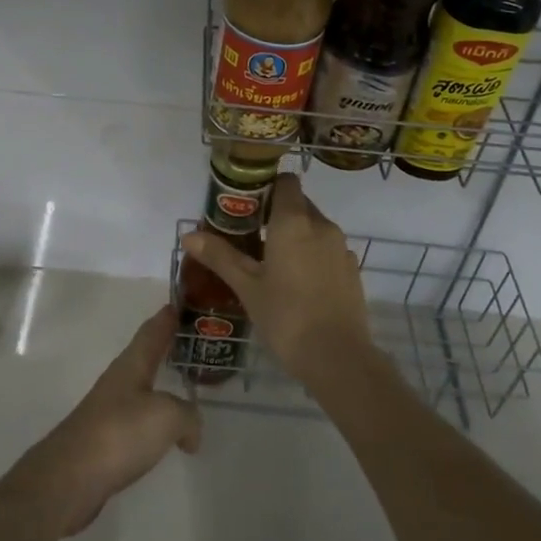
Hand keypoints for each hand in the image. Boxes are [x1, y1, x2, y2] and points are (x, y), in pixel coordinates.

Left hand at [9, 307, 202, 535]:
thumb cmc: (120, 433)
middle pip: (145, 356)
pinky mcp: (105, 440)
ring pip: (141, 388)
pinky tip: (165, 433)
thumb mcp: (167, 417)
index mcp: (132, 364)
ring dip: (160, 384)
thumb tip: (191, 432)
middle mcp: (119, 380)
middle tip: (190, 342)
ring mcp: (109, 410)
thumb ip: (188, 416)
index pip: (153, 330)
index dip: (167, 317)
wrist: (71, 478)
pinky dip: (154, 420)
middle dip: (165, 348)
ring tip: (183, 386)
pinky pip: (137, 420)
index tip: (180, 303)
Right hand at [180, 173, 371, 383]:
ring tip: (270, 262)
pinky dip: (311, 255)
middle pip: (298, 204)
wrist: (339, 359)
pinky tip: (296, 283)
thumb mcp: (247, 287)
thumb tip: (188, 236)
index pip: (285, 182)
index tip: (246, 204)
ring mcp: (341, 247)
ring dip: (294, 235)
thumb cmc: (286, 317)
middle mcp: (321, 225)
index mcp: (294, 221)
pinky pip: (327, 249)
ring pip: (314, 228)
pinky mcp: (351, 269)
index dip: (266, 186)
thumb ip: (220, 256)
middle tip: (249, 236)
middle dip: (275, 213)